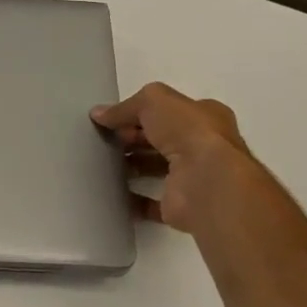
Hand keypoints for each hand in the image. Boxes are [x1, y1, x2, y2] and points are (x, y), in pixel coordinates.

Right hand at [91, 83, 250, 235]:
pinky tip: (111, 192)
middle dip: (134, 139)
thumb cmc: (188, 132)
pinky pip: (151, 203)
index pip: (169, 111)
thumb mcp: (154, 101)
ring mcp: (193, 178)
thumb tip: (99, 114)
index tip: (112, 119)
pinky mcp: (181, 206)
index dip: (140, 113)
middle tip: (106, 140)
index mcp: (205, 117)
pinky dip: (133, 199)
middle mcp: (204, 147)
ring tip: (103, 163)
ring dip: (133, 166)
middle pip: (162, 140)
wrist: (207, 181)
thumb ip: (126, 106)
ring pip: (157, 169)